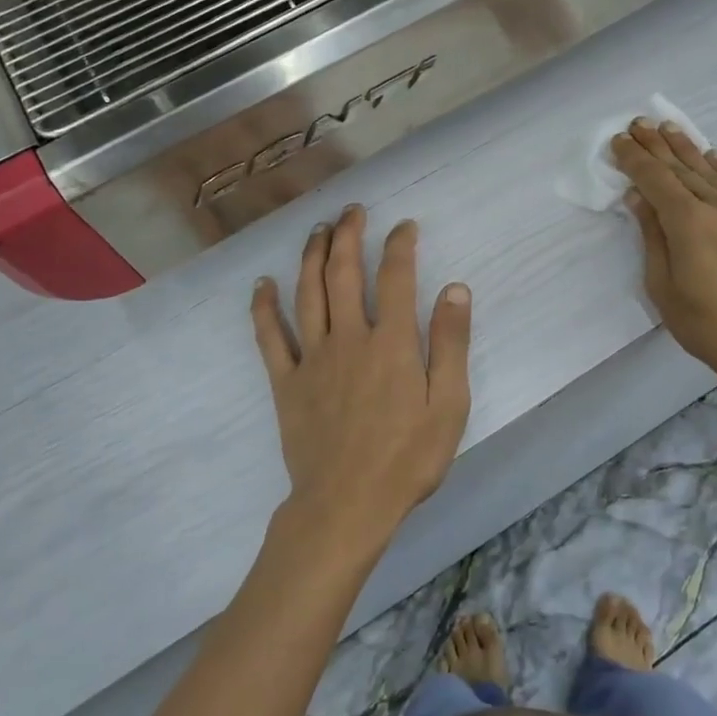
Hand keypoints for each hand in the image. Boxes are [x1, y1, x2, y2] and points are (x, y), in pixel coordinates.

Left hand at [251, 206, 472, 556]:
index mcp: (392, 343)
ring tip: (317, 230)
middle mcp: (349, 338)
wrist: (347, 505)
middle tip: (352, 211)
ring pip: (307, 293)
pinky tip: (261, 284)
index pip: (396, 277)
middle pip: (344, 273)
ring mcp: (312, 358)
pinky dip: (264, 307)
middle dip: (349, 235)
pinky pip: (270, 337)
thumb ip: (451, 344)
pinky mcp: (286, 382)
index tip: (404, 227)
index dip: (400, 245)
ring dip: (311, 256)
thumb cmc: (407, 459)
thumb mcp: (449, 405)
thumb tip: (455, 289)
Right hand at [612, 120, 716, 419]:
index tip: (617, 141)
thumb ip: (652, 237)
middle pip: (681, 168)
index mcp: (689, 224)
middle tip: (637, 123)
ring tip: (666, 127)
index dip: (634, 159)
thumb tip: (639, 198)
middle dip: (656, 144)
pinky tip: (710, 154)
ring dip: (685, 147)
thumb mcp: (664, 288)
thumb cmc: (709, 326)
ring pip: (708, 170)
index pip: (655, 180)